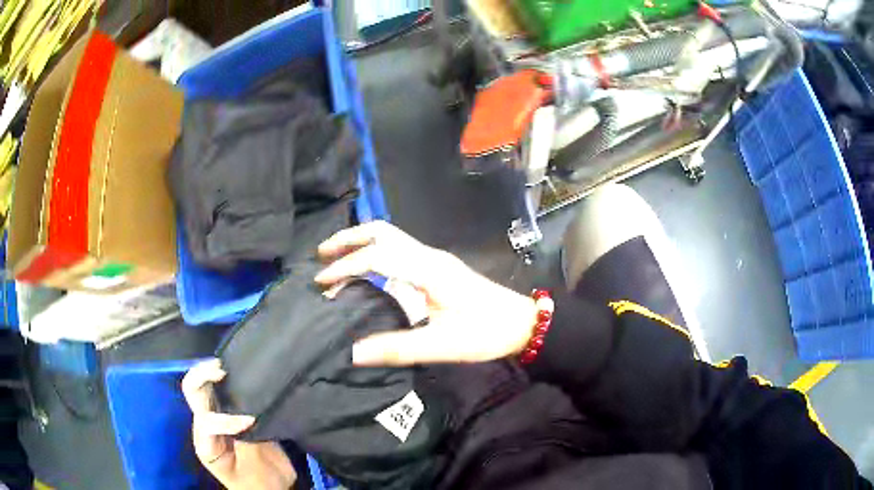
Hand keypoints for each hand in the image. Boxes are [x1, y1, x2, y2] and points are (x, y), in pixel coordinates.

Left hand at [181, 360, 295, 489]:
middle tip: (221, 370)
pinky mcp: (230, 415)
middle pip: (193, 394)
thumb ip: (246, 442)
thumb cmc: (260, 483)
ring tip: (224, 365)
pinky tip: (234, 371)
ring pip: (202, 387)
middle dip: (202, 378)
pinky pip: (221, 391)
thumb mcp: (252, 469)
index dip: (226, 419)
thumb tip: (247, 415)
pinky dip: (224, 379)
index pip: (207, 422)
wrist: (272, 488)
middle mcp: (205, 428)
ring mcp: (216, 419)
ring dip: (209, 373)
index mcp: (206, 445)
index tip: (251, 422)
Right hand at [315, 221, 538, 365]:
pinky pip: (399, 251)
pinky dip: (375, 254)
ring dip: (361, 243)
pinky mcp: (438, 269)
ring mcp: (434, 259)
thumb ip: (396, 348)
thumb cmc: (485, 332)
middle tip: (321, 254)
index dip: (345, 266)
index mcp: (427, 269)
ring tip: (335, 259)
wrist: (522, 323)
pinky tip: (366, 271)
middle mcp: (428, 256)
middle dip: (349, 238)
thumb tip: (352, 352)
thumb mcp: (441, 346)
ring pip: (391, 238)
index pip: (376, 256)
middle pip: (382, 232)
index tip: (322, 283)